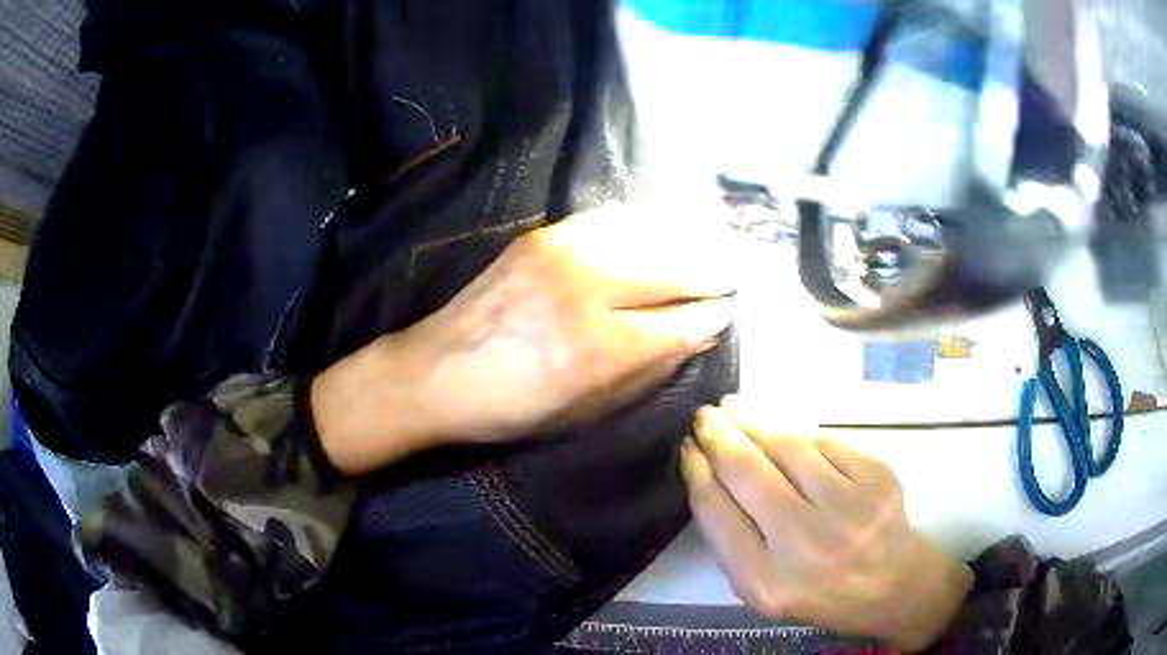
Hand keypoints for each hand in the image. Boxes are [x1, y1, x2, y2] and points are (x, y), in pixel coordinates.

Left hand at [313, 203, 738, 473]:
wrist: (435, 372)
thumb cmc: (511, 409)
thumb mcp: (584, 411)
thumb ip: (645, 373)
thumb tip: (694, 339)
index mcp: (600, 349)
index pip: (680, 322)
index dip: (712, 315)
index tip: (730, 309)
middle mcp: (589, 293)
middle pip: (671, 270)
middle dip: (709, 270)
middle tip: (732, 270)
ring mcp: (562, 256)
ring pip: (642, 236)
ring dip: (681, 239)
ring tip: (706, 241)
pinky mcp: (539, 238)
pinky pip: (601, 219)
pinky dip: (634, 222)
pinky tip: (650, 224)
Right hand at [681, 399, 972, 650]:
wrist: (893, 585)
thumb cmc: (820, 593)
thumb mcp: (763, 589)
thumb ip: (733, 540)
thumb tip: (709, 475)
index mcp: (766, 582)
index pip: (717, 513)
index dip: (697, 473)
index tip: (688, 449)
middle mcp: (805, 544)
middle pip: (749, 473)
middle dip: (719, 437)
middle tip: (705, 417)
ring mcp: (847, 507)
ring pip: (789, 447)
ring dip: (755, 422)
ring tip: (735, 410)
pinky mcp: (877, 478)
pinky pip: (825, 443)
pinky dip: (798, 434)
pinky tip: (783, 431)